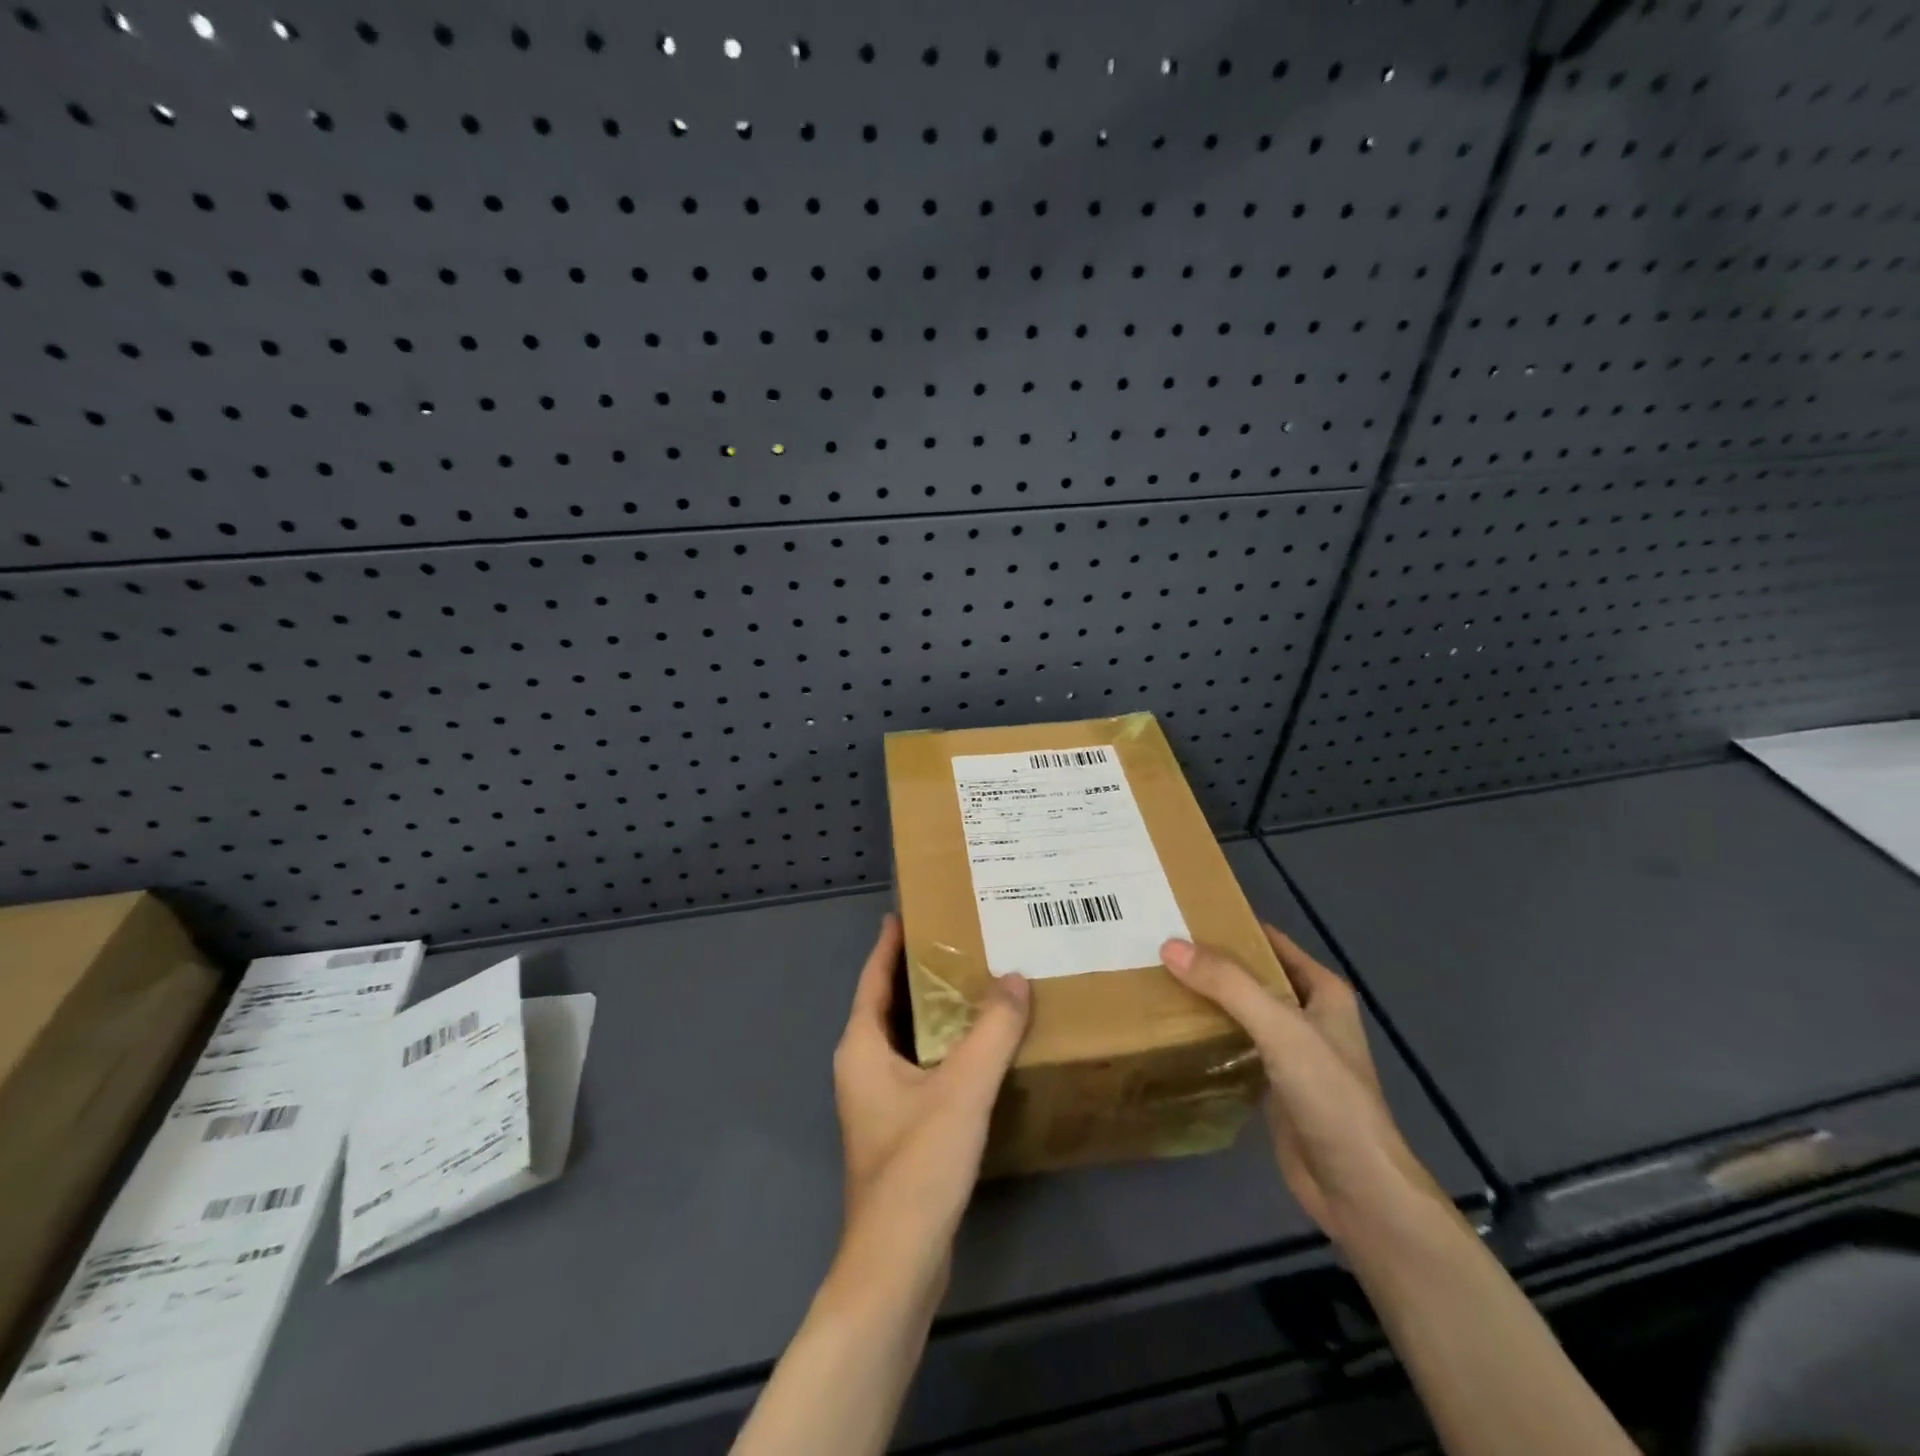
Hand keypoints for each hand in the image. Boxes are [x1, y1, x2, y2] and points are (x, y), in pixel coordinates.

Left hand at [831, 915, 1030, 1297]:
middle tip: (960, 939)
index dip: (890, 942)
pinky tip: (981, 1046)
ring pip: (908, 1038)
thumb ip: (992, 1030)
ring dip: (936, 1011)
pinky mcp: (899, 1129)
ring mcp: (878, 1101)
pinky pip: (922, 1068)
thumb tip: (1016, 977)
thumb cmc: (918, 1165)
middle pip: (890, 1004)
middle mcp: (862, 1067)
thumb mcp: (962, 1089)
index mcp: (862, 1047)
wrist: (898, 1263)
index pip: (873, 977)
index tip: (911, 909)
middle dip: (920, 972)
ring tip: (977, 982)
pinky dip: (945, 1047)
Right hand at [1160, 925, 1447, 1249]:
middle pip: (1252, 975)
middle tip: (1157, 946)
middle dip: (1211, 962)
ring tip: (1157, 979)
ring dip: (1208, 998)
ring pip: (1241, 1011)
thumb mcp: (1279, 1027)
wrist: (1356, 1188)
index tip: (1181, 913)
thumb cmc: (1328, 1096)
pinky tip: (1174, 1029)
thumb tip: (1169, 945)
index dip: (1231, 925)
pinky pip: (1235, 1046)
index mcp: (1321, 990)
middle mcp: (1308, 1014)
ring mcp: (1291, 1052)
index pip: (1270, 941)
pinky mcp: (1274, 1084)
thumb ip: (1227, 985)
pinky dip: (1209, 1034)